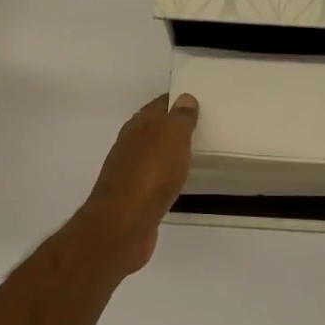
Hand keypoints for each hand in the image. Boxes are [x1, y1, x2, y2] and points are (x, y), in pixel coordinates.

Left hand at [77, 94, 199, 275]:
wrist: (123, 225)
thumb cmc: (150, 175)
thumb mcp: (171, 137)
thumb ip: (179, 118)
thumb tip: (184, 98)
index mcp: (138, 126)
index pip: (158, 105)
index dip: (177, 100)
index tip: (197, 99)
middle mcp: (130, 145)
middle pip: (153, 129)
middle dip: (173, 125)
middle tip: (201, 125)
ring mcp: (129, 173)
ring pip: (153, 154)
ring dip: (169, 152)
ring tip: (194, 152)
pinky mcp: (134, 198)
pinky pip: (154, 179)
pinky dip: (166, 176)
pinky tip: (178, 181)